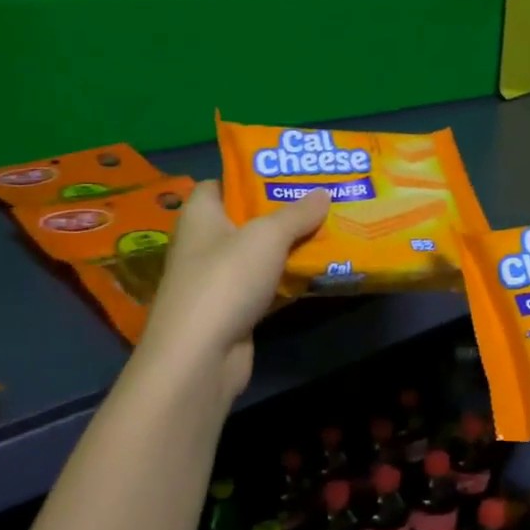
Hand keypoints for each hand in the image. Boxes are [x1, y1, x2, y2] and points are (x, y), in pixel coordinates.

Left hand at [139, 183, 329, 401]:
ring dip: (289, 247)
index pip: (219, 184)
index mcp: (200, 215)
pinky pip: (265, 287)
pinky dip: (287, 280)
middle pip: (245, 219)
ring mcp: (217, 281)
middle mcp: (204, 244)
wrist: (200, 356)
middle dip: (281, 211)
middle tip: (321, 199)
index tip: (286, 173)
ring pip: (258, 256)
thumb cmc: (226, 280)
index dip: (249, 176)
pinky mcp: (233, 311)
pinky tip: (318, 272)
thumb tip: (323, 192)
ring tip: (329, 230)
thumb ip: (297, 213)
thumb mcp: (267, 236)